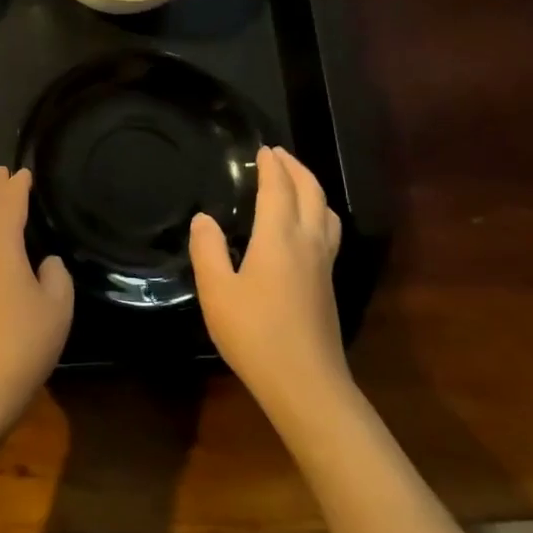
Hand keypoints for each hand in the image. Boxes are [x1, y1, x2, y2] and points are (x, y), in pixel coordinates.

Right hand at [190, 146, 347, 415]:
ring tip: (295, 183)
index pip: (278, 189)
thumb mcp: (216, 292)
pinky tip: (304, 227)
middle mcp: (308, 242)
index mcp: (279, 238)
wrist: (305, 383)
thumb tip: (204, 219)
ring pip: (327, 212)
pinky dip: (317, 212)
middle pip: (311, 193)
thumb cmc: (254, 334)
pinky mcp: (328, 284)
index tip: (263, 150)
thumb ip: (207, 250)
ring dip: (312, 189)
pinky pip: (329, 231)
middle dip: (296, 169)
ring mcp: (324, 264)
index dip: (271, 166)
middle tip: (279, 155)